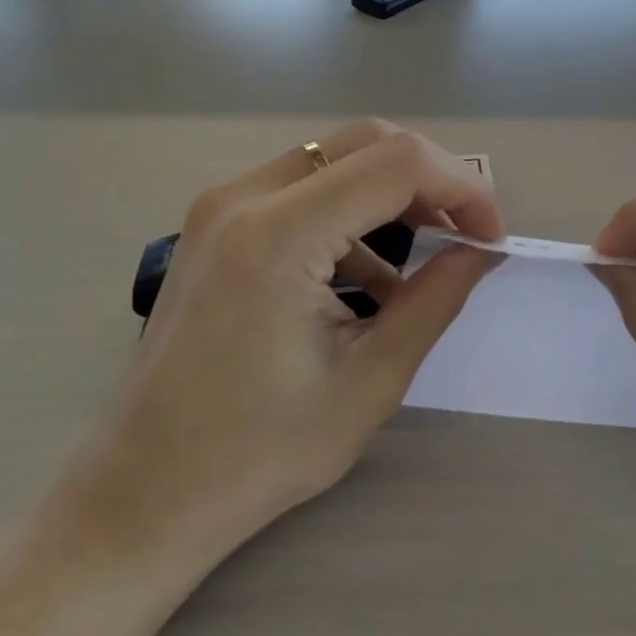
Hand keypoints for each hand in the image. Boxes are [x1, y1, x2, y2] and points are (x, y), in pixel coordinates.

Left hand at [75, 120, 502, 545]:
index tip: (490, 239)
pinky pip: (302, 190)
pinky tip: (369, 279)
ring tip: (428, 255)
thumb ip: (434, 301)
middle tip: (466, 236)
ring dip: (392, 195)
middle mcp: (244, 197)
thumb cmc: (259, 452)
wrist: (145, 492)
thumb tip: (482, 252)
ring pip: (335, 160)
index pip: (398, 163)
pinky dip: (350, 215)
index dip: (462, 189)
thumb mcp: (370, 381)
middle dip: (432, 180)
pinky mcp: (215, 224)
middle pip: (367, 143)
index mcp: (279, 234)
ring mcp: (221, 205)